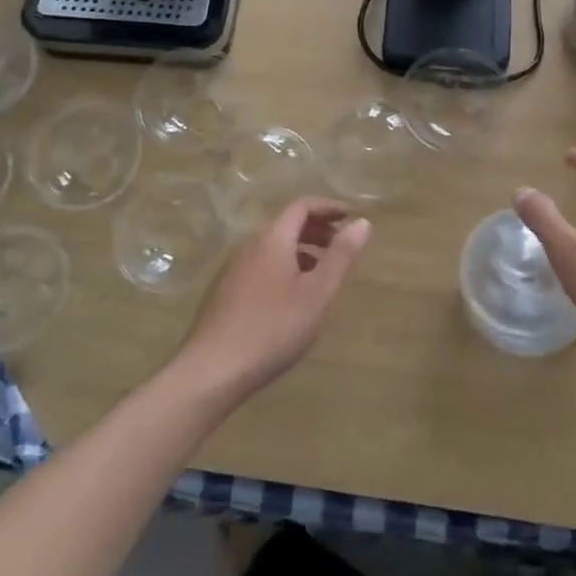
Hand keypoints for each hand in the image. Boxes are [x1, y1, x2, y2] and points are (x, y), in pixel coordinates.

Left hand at [173, 199, 370, 402]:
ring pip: (273, 246)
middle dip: (317, 229)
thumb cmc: (273, 328)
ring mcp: (233, 268)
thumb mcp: (318, 294)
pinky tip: (292, 297)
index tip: (352, 216)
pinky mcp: (225, 290)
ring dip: (301, 249)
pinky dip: (283, 266)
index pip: (302, 206)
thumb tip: (362, 222)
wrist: (213, 369)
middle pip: (286, 224)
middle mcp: (249, 244)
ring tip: (322, 273)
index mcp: (272, 238)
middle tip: (342, 245)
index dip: (329, 207)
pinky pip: (261, 264)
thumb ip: (341, 256)